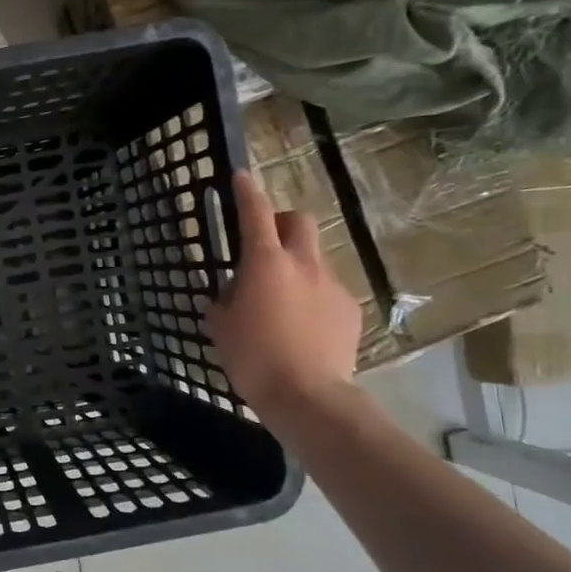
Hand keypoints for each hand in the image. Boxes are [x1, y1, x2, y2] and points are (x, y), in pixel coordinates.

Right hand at [202, 169, 362, 414]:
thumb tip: (224, 294)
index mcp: (265, 263)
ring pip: (314, 260)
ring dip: (297, 267)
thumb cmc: (253, 357)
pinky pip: (327, 292)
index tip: (241, 176)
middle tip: (266, 243)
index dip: (247, 191)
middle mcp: (303, 264)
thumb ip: (222, 303)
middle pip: (299, 222)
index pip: (255, 213)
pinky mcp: (349, 309)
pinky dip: (313, 299)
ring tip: (283, 301)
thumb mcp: (221, 328)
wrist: (308, 395)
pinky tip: (304, 328)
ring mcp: (331, 285)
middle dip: (283, 222)